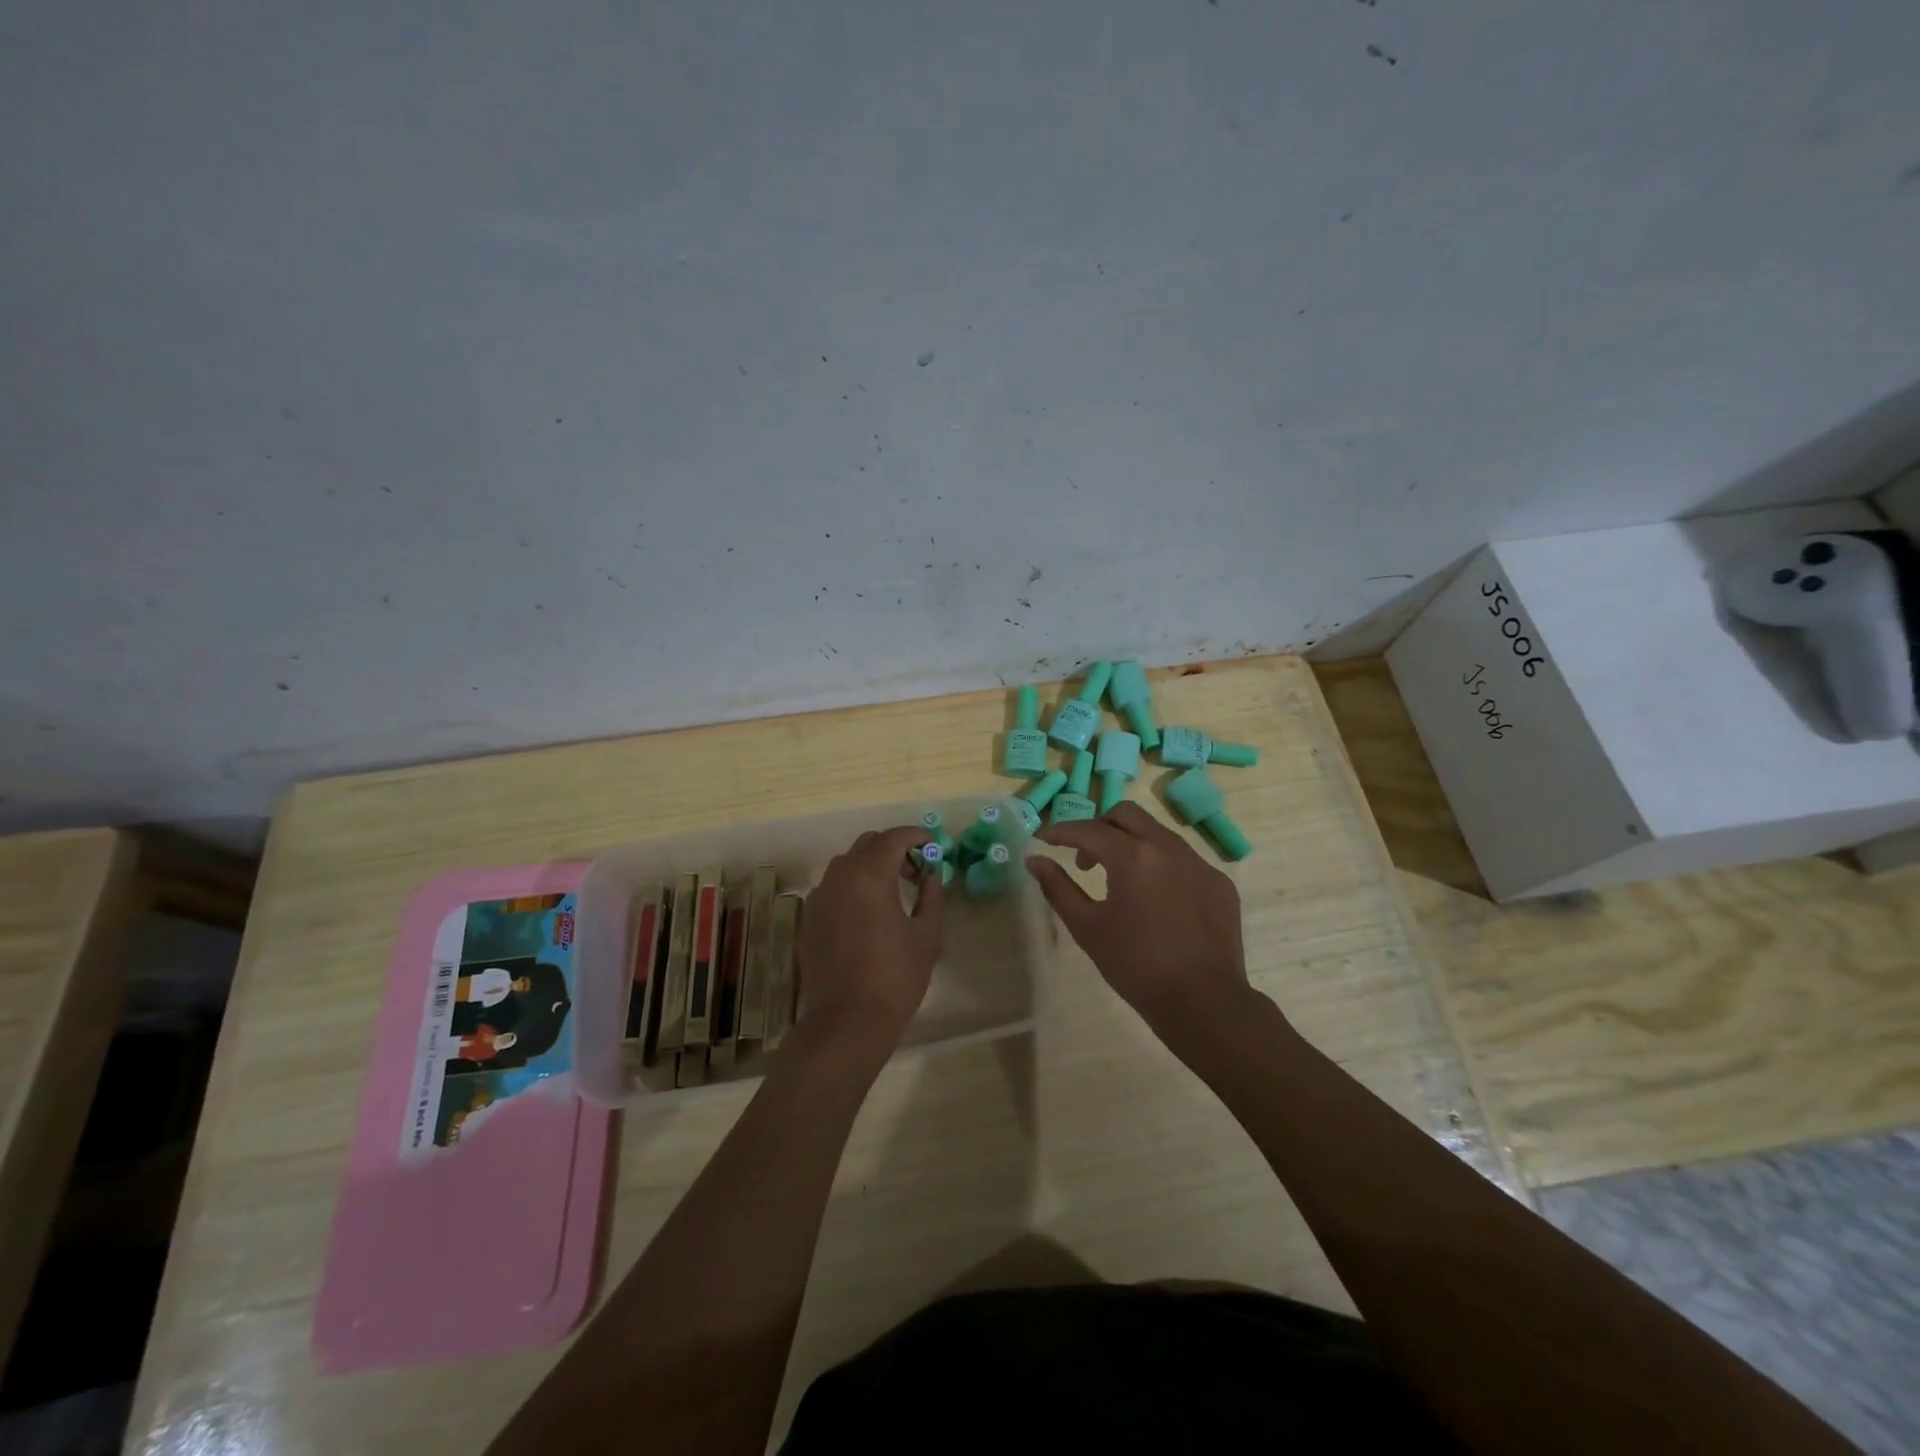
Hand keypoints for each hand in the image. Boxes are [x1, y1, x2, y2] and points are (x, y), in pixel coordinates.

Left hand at [797, 825, 945, 1049]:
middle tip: (915, 871)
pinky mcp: (809, 918)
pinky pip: (832, 886)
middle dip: (893, 848)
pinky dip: (852, 885)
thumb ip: (932, 897)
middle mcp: (840, 877)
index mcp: (870, 876)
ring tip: (891, 892)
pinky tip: (866, 913)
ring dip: (871, 865)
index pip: (894, 838)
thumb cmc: (895, 978)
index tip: (933, 845)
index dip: (916, 836)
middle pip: (867, 843)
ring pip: (846, 863)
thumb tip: (932, 876)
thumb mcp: (926, 937)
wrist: (846, 1021)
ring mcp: (820, 897)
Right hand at [1026, 802, 1253, 1051]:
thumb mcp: (1087, 928)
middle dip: (1099, 827)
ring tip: (1121, 880)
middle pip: (1126, 814)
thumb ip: (1058, 888)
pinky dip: (1160, 865)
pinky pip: (1183, 858)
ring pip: (1157, 833)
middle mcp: (1168, 847)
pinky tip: (1157, 900)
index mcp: (1133, 856)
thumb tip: (1034, 860)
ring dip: (1131, 843)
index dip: (1061, 831)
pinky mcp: (1218, 882)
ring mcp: (1199, 862)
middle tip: (1085, 860)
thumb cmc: (1136, 966)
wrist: (1204, 1002)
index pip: (1088, 829)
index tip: (1044, 839)